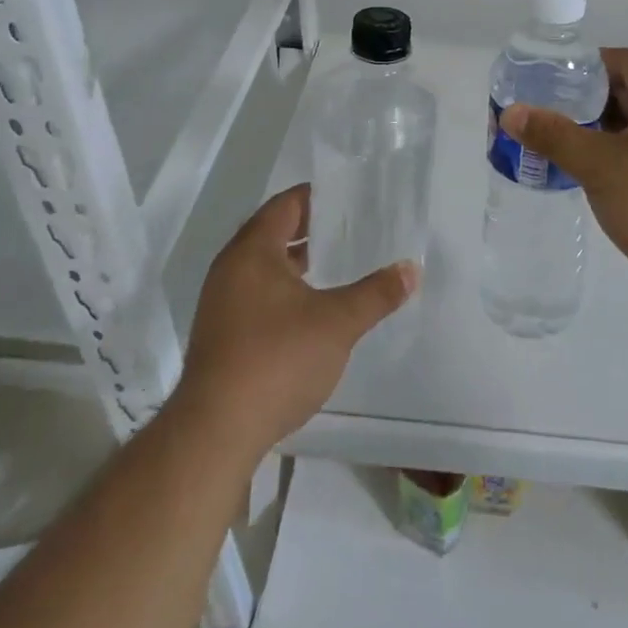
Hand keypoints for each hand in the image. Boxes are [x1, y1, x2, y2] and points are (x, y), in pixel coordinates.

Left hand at [174, 184, 417, 458]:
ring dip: (295, 262)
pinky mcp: (220, 336)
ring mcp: (220, 305)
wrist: (216, 432)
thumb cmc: (277, 359)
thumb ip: (376, 293)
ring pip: (262, 267)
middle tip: (349, 226)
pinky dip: (283, 290)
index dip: (316, 196)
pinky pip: (255, 295)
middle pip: (271, 233)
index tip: (348, 195)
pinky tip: (309, 309)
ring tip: (334, 263)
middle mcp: (230, 269)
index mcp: (252, 251)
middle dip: (308, 228)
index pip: (285, 205)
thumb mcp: (338, 322)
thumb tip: (411, 269)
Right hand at [498, 49, 627, 289]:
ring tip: (569, 151)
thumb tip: (512, 113)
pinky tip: (605, 180)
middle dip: (588, 106)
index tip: (546, 89)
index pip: (619, 60)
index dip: (580, 70)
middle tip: (550, 122)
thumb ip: (554, 135)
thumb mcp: (599, 166)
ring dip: (607, 134)